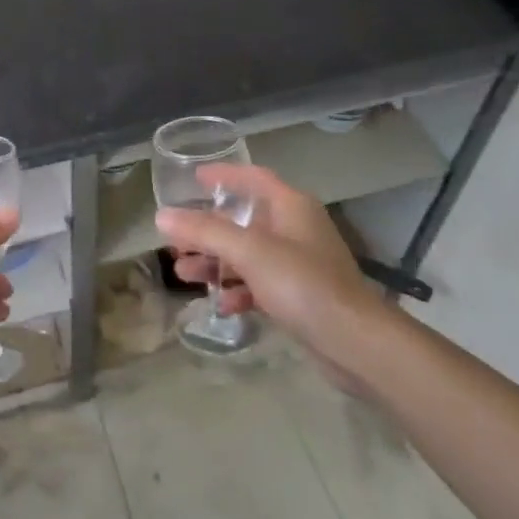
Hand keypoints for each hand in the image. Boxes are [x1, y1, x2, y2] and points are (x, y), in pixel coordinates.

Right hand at [156, 163, 395, 389]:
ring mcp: (300, 264)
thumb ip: (204, 231)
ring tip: (183, 273)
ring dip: (217, 261)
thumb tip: (161, 216)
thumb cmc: (303, 283)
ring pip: (248, 253)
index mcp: (290, 206)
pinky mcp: (301, 296)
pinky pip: (260, 283)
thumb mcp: (248, 251)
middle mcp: (296, 228)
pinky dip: (239, 289)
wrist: (356, 344)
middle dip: (208, 228)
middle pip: (244, 218)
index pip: (252, 177)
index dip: (223, 175)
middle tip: (176, 237)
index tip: (193, 178)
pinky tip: (220, 304)